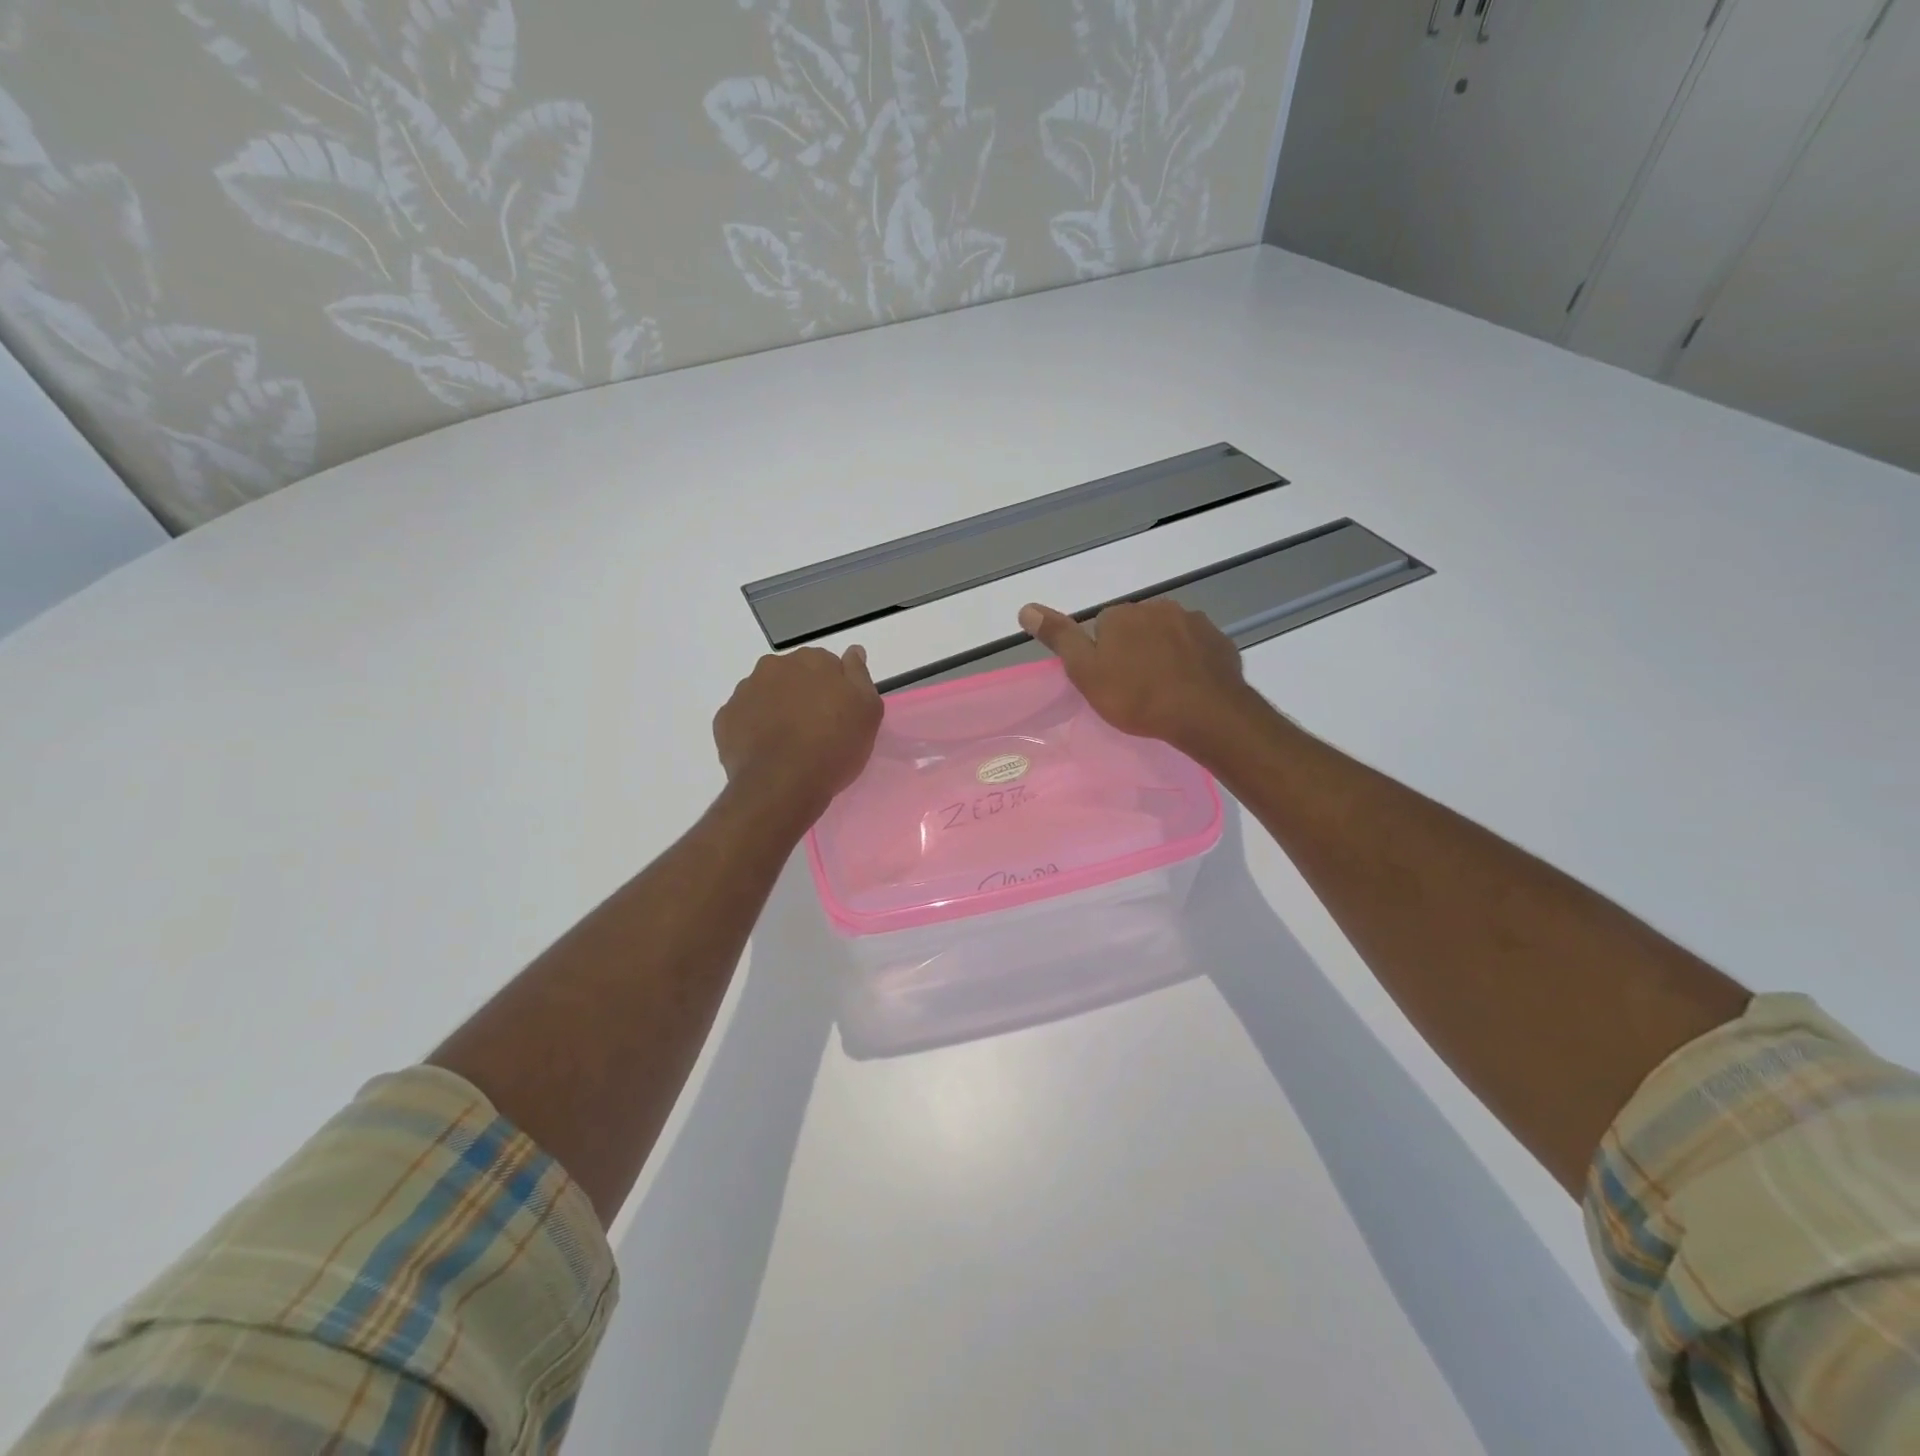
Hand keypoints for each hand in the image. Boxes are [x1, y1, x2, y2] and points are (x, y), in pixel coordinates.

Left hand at [713, 644, 882, 816]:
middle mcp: (774, 666)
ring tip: (789, 743)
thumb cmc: (834, 745)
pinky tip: (766, 751)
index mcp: (811, 660)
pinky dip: (753, 729)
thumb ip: (859, 675)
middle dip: (802, 694)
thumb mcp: (867, 710)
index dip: (833, 688)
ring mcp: (745, 691)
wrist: (783, 783)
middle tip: (815, 728)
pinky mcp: (725, 719)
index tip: (838, 712)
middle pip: (792, 675)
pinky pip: (744, 718)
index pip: (825, 664)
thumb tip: (853, 650)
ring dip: (776, 709)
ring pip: (765, 695)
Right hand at [1019, 599, 1260, 752]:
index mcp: (1121, 614)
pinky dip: (1191, 661)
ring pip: (1168, 634)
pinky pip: (1196, 647)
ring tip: (1164, 689)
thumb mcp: (1086, 672)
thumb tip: (1026, 608)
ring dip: (1164, 653)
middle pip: (1137, 626)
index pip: (1103, 626)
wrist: (1204, 713)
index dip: (1103, 654)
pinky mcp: (1219, 640)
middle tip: (1135, 688)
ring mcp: (1193, 621)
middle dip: (1134, 649)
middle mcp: (1157, 607)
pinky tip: (1190, 686)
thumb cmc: (1136, 696)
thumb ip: (1059, 638)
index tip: (1110, 680)